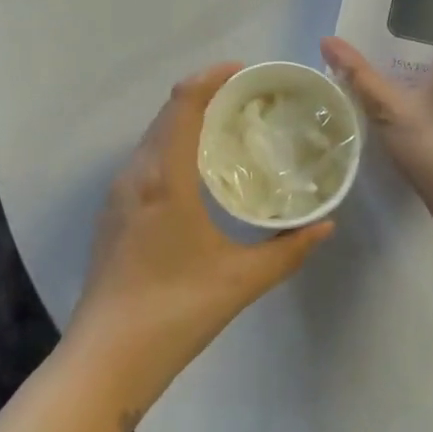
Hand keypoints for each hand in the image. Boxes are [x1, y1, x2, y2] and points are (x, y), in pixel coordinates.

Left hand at [68, 63, 333, 402]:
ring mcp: (119, 193)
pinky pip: (145, 158)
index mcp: (165, 177)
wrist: (106, 359)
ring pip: (153, 135)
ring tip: (227, 128)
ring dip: (186, 119)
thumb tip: (326, 225)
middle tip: (248, 100)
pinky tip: (198, 170)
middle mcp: (136, 174)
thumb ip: (288, 250)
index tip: (245, 72)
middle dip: (205, 94)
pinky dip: (172, 144)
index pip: (184, 103)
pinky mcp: (114, 212)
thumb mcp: (241, 280)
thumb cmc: (175, 312)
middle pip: (167, 112)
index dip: (212, 77)